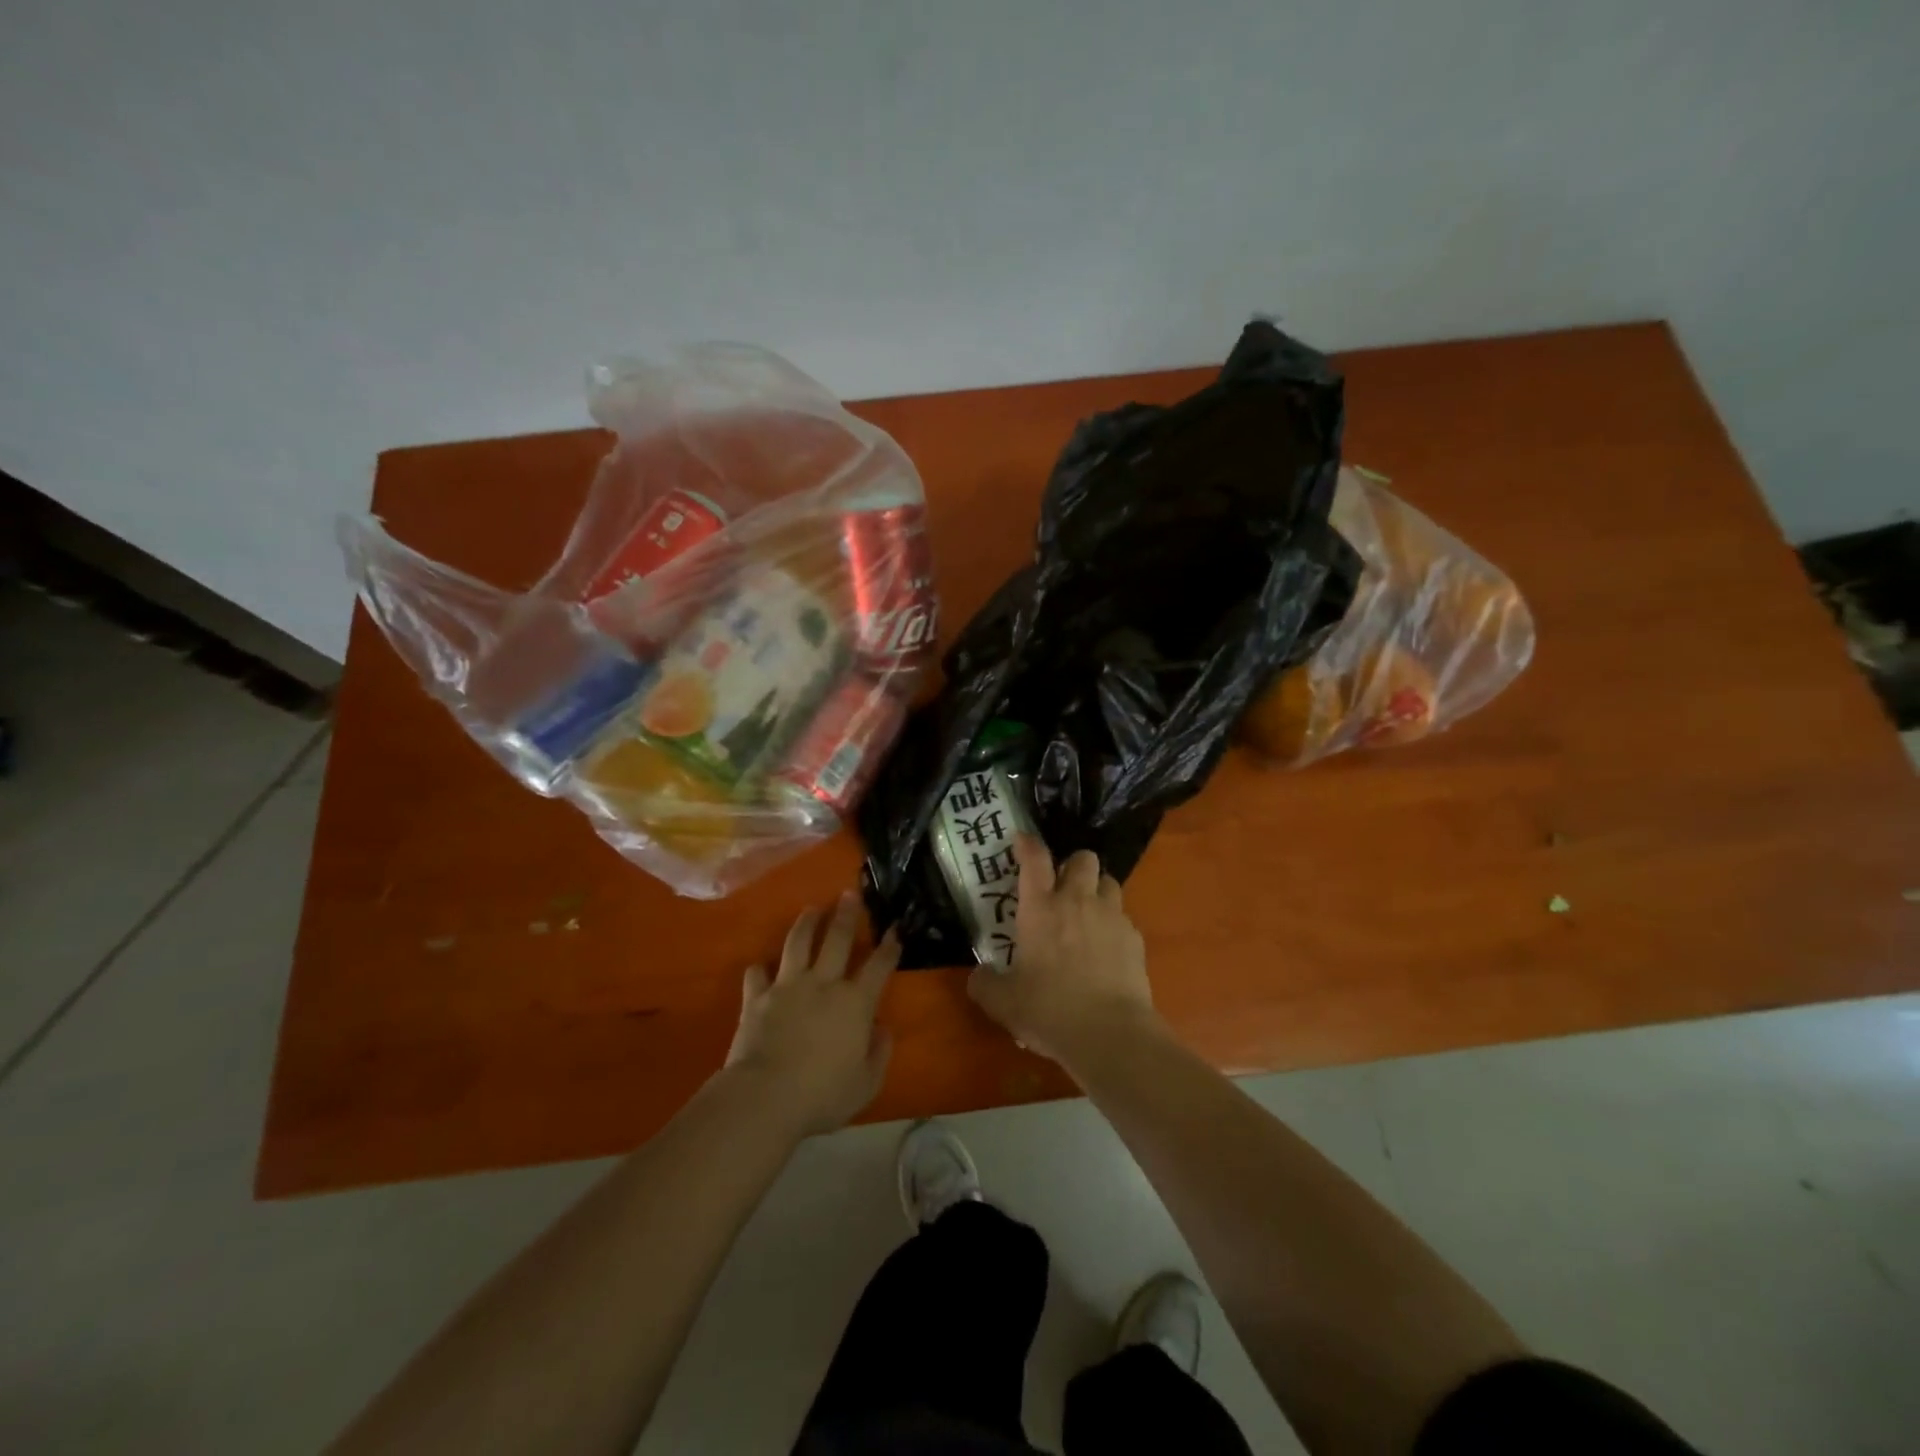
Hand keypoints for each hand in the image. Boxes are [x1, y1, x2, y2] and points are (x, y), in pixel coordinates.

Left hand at [724, 893, 898, 1136]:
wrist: (765, 1096)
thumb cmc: (822, 1094)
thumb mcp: (865, 1084)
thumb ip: (879, 1053)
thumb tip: (882, 1028)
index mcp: (855, 1003)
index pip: (879, 966)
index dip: (890, 946)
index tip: (895, 929)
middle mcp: (823, 984)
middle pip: (837, 939)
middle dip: (846, 914)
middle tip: (850, 893)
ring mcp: (787, 987)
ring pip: (798, 943)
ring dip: (807, 923)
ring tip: (812, 909)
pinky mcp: (757, 998)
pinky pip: (756, 974)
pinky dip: (759, 969)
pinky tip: (760, 966)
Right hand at [967, 834, 1159, 1070]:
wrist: (1110, 1034)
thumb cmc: (1049, 1011)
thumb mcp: (1003, 1003)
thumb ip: (985, 984)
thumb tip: (978, 975)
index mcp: (1040, 908)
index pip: (1035, 859)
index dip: (1028, 844)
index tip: (1022, 839)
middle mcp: (1077, 901)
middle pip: (1083, 858)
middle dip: (1073, 865)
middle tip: (1062, 887)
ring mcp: (1111, 917)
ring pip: (1109, 881)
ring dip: (1097, 890)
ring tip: (1087, 913)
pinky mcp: (1135, 938)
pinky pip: (1124, 918)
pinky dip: (1114, 925)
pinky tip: (1106, 950)